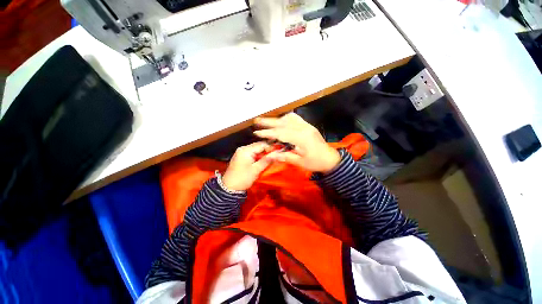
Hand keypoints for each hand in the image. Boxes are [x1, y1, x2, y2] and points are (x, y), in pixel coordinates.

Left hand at [222, 142, 273, 190]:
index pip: (261, 144)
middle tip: (275, 155)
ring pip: (255, 149)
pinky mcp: (240, 156)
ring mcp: (240, 152)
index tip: (278, 152)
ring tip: (270, 158)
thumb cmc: (243, 178)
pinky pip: (251, 153)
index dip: (271, 147)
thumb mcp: (256, 170)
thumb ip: (266, 160)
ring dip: (262, 153)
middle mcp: (242, 148)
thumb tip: (277, 153)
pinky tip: (262, 160)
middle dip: (267, 150)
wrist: (229, 187)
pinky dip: (257, 155)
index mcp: (246, 150)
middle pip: (258, 145)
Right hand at [253, 113, 340, 172]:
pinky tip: (281, 121)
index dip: (268, 133)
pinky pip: (295, 118)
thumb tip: (269, 155)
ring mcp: (307, 125)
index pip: (281, 133)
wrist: (331, 159)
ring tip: (267, 122)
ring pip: (289, 118)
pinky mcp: (308, 125)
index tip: (257, 132)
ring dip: (277, 119)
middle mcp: (304, 128)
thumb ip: (284, 157)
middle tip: (257, 120)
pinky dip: (286, 118)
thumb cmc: (316, 163)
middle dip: (269, 122)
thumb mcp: (300, 162)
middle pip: (283, 122)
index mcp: (301, 138)